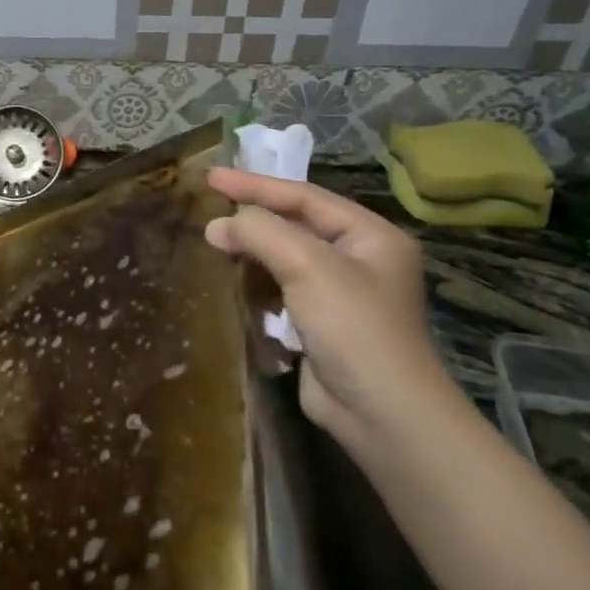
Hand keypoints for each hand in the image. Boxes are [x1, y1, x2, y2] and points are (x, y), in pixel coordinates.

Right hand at [204, 168, 454, 451]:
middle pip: (296, 226)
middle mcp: (360, 259)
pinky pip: (283, 292)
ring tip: (216, 248)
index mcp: (370, 235)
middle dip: (253, 221)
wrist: (381, 412)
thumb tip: (216, 225)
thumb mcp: (307, 266)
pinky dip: (260, 286)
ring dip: (253, 255)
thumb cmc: (353, 326)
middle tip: (209, 215)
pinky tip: (237, 287)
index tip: (211, 177)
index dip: (255, 185)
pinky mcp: (322, 325)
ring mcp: (342, 295)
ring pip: (286, 260)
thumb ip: (261, 233)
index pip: (304, 196)